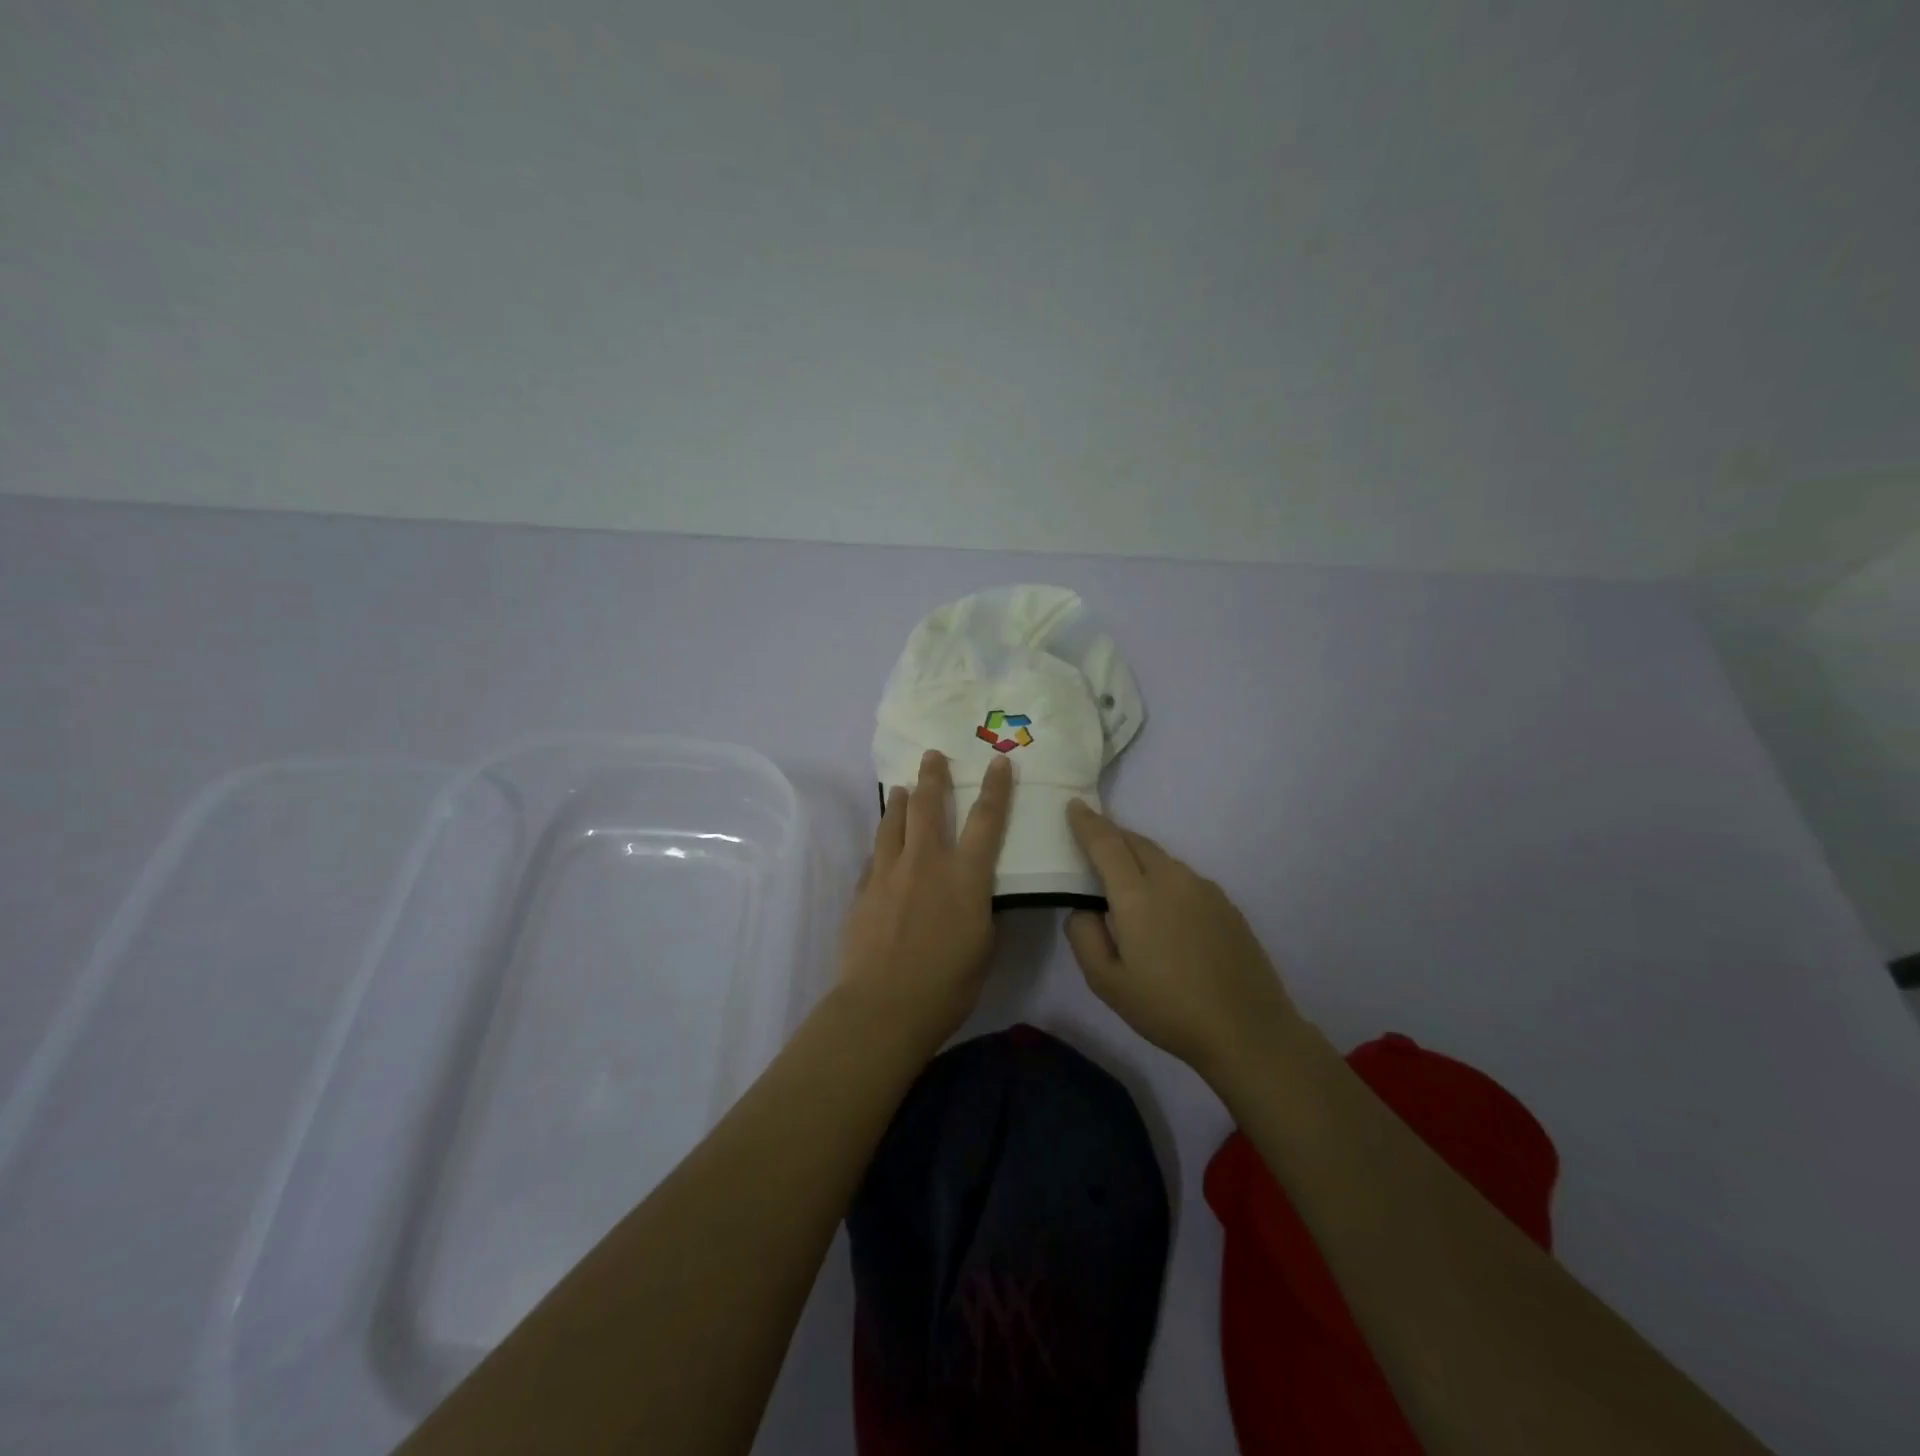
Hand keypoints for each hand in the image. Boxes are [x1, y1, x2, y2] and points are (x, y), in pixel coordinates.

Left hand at [836, 749, 1012, 1050]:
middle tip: (932, 755)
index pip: (986, 820)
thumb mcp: (983, 947)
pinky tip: (882, 845)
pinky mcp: (863, 889)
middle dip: (932, 776)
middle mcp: (926, 862)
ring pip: (892, 822)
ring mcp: (888, 873)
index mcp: (965, 876)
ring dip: (899, 801)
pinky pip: (875, 855)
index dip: (994, 788)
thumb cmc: (947, 985)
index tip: (997, 761)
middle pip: (928, 806)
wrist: (883, 1006)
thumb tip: (978, 893)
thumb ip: (981, 910)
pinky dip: (882, 843)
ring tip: (901, 788)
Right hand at [1064, 801, 1306, 1077]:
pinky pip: (1183, 876)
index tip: (1073, 805)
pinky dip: (1163, 876)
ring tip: (1125, 878)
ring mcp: (1203, 888)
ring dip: (1137, 856)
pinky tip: (1164, 909)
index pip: (1105, 842)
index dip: (1087, 822)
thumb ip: (1084, 935)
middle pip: (1135, 841)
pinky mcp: (1225, 903)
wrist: (1247, 1029)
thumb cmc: (1167, 1008)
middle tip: (1092, 839)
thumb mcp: (1106, 982)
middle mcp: (1171, 879)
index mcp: (1137, 895)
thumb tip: (1084, 906)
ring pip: (1162, 857)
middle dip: (1111, 834)